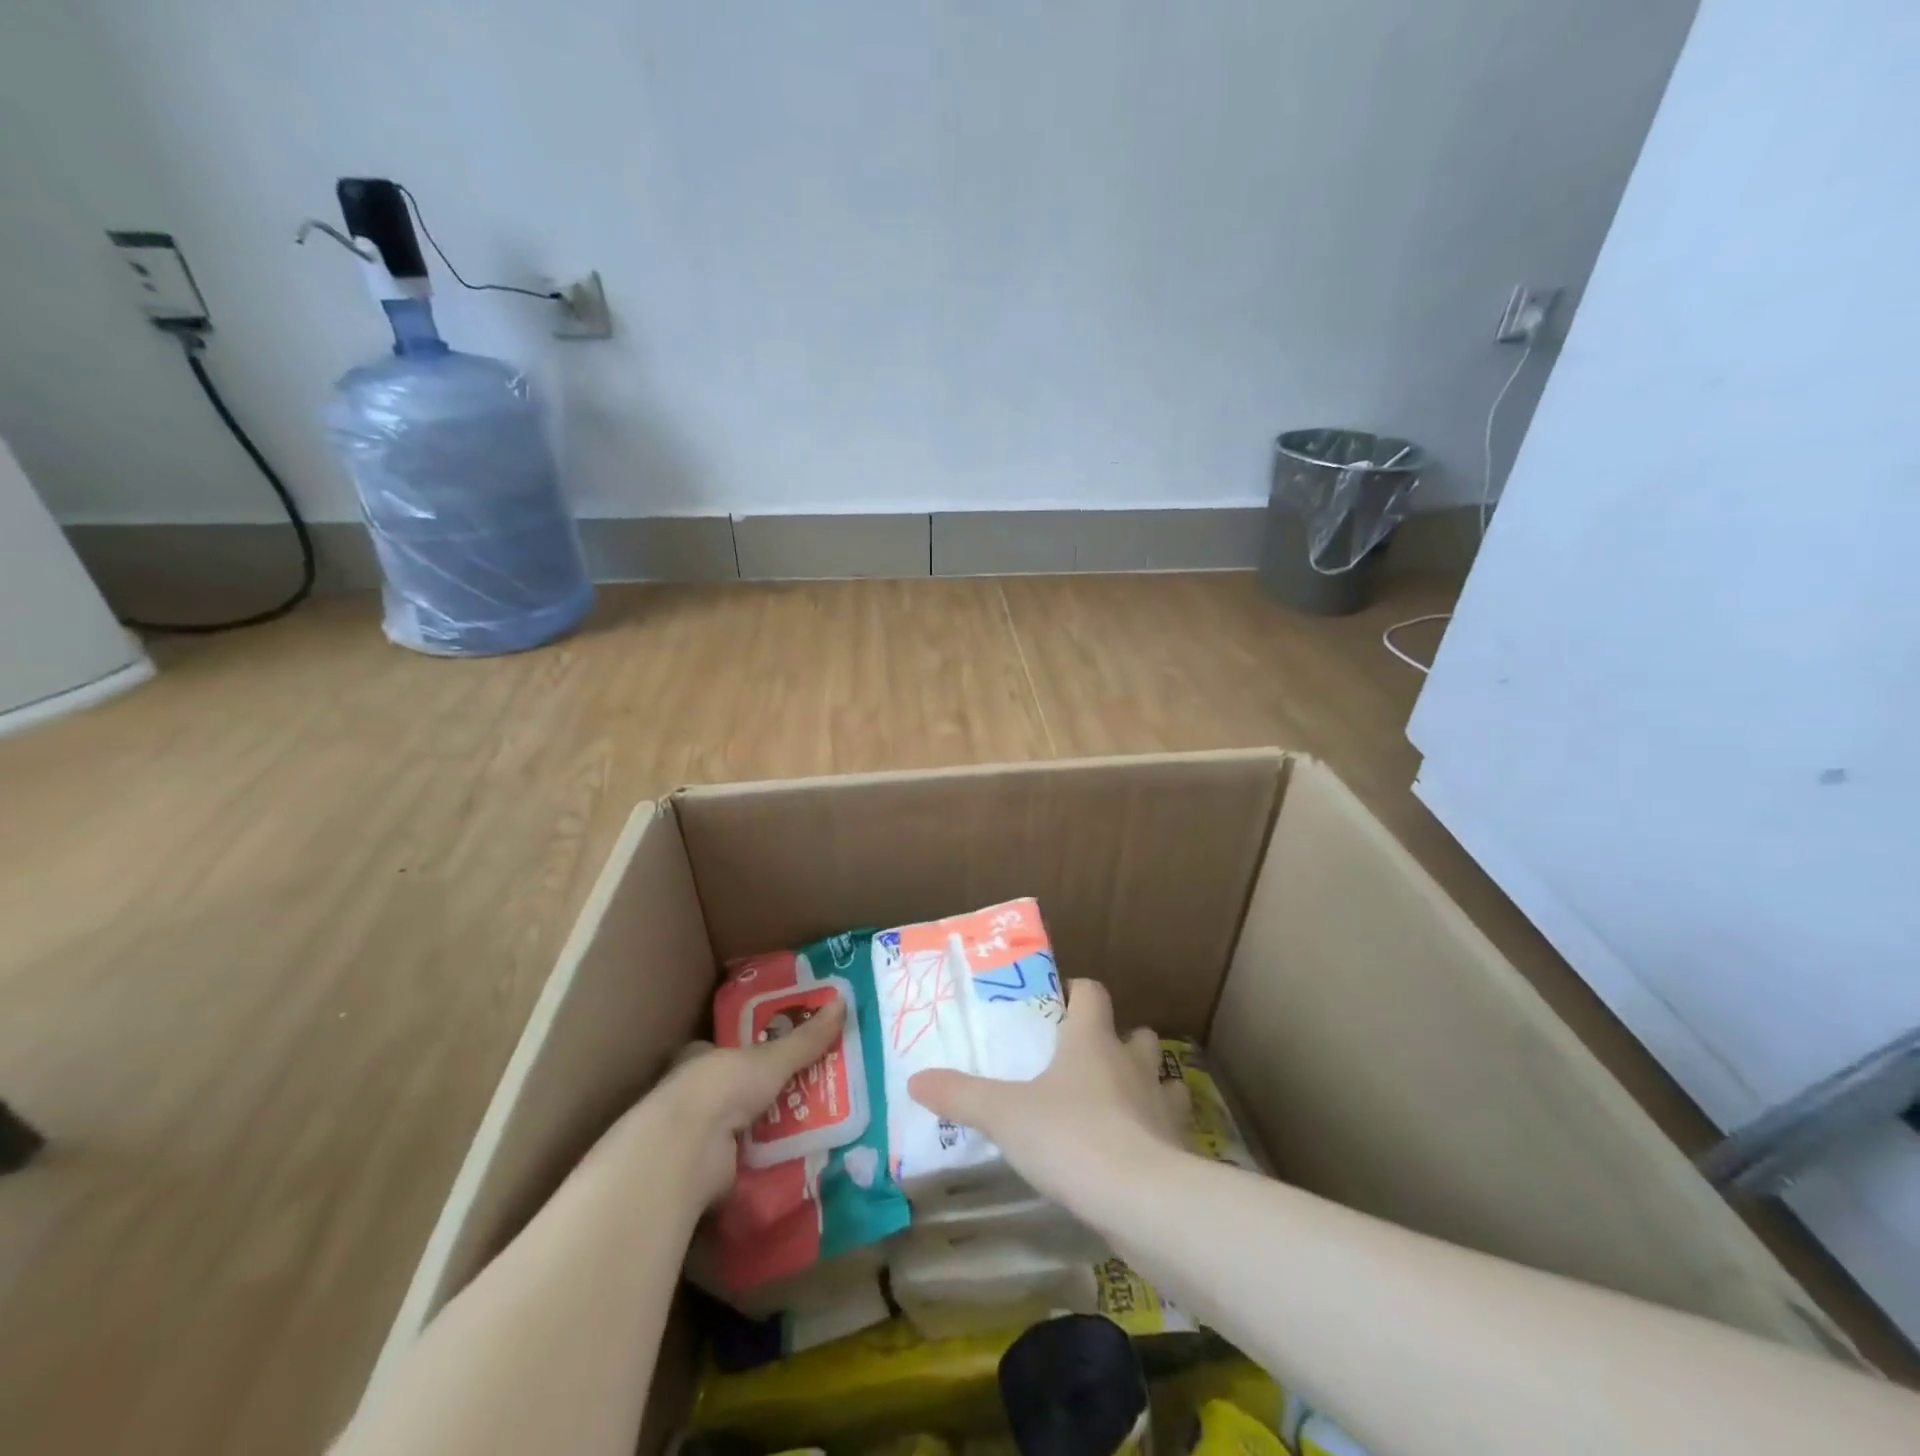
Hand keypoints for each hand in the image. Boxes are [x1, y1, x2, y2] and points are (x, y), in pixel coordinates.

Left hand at [620, 997, 847, 1206]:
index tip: (780, 1051)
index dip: (749, 1049)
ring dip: (770, 1131)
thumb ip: (805, 1038)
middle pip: (736, 1089)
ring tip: (817, 1125)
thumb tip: (843, 1002)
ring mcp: (696, 1137)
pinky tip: (799, 1160)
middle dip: (767, 1092)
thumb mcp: (771, 1058)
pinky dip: (768, 1163)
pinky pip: (745, 1164)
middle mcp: (694, 1095)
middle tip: (812, 1089)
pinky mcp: (706, 1173)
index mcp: (699, 1058)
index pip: (724, 1048)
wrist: (686, 1153)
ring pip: (741, 1128)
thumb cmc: (720, 1088)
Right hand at [907, 978, 1187, 1213]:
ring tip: (1113, 1104)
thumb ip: (960, 1095)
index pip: (1092, 992)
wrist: (1142, 1200)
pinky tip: (1133, 1150)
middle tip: (1083, 1061)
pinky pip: (1169, 1125)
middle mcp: (1131, 1062)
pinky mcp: (1178, 1147)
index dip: (1076, 992)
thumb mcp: (1003, 1114)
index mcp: (1091, 1039)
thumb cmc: (1070, 1136)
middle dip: (1115, 1040)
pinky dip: (1155, 1130)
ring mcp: (1160, 1103)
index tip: (1057, 1005)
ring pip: (1159, 1076)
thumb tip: (915, 1079)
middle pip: (1134, 1032)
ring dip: (1142, 1083)